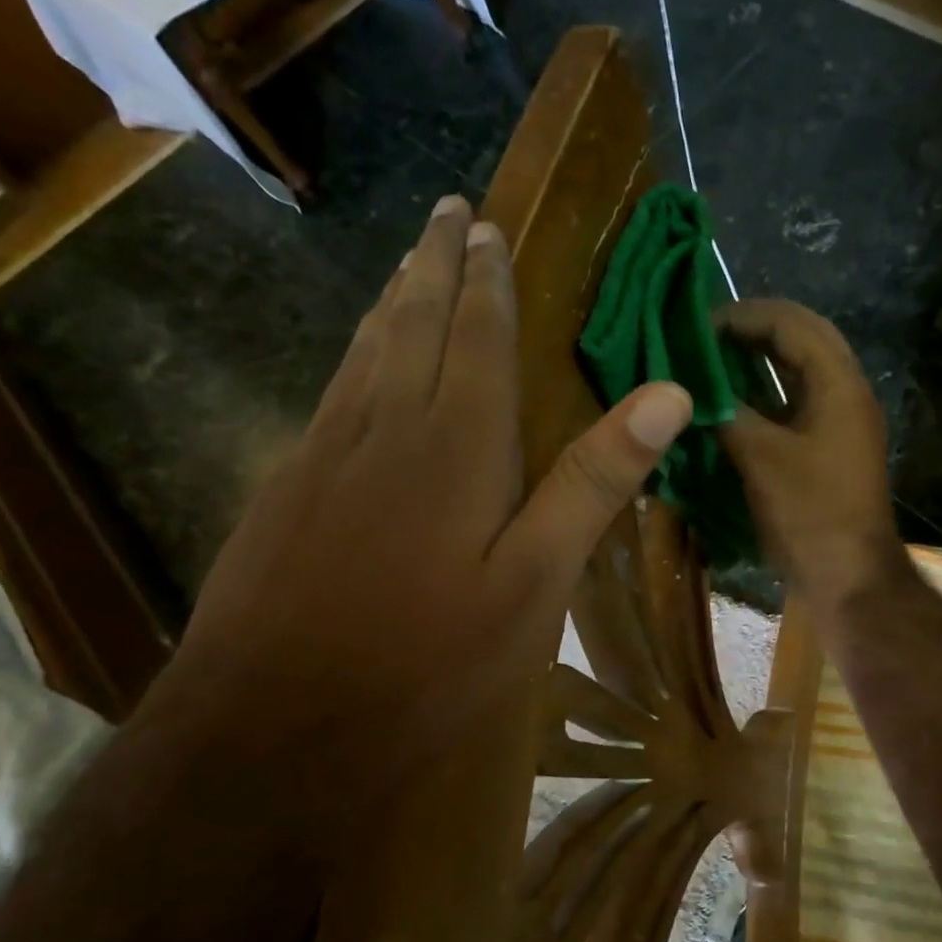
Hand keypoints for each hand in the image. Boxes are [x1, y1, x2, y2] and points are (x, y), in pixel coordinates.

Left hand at [155, 195, 693, 808]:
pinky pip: (331, 398)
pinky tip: (356, 367)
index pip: (477, 338)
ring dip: (391, 302)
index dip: (486, 281)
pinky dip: (354, 360)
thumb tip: (667, 394)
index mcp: (455, 446)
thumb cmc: (429, 660)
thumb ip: (594, 482)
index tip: (485, 226)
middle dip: (433, 267)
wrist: (273, 728)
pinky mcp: (283, 494)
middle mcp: (384, 430)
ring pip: (363, 355)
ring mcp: (322, 459)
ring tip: (407, 265)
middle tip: (445, 213)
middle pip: (412, 326)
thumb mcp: (536, 581)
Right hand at [716, 300, 905, 621]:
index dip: (743, 316)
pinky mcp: (828, 452)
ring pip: (797, 375)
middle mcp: (846, 394)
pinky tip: (730, 408)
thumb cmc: (810, 514)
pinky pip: (794, 407)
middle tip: (703, 340)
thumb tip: (689, 390)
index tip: (697, 326)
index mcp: (840, 384)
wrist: (848, 579)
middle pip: (800, 341)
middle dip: (751, 334)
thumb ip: (726, 413)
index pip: (792, 323)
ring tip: (710, 366)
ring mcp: (840, 425)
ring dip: (757, 365)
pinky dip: (763, 399)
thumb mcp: (761, 457)